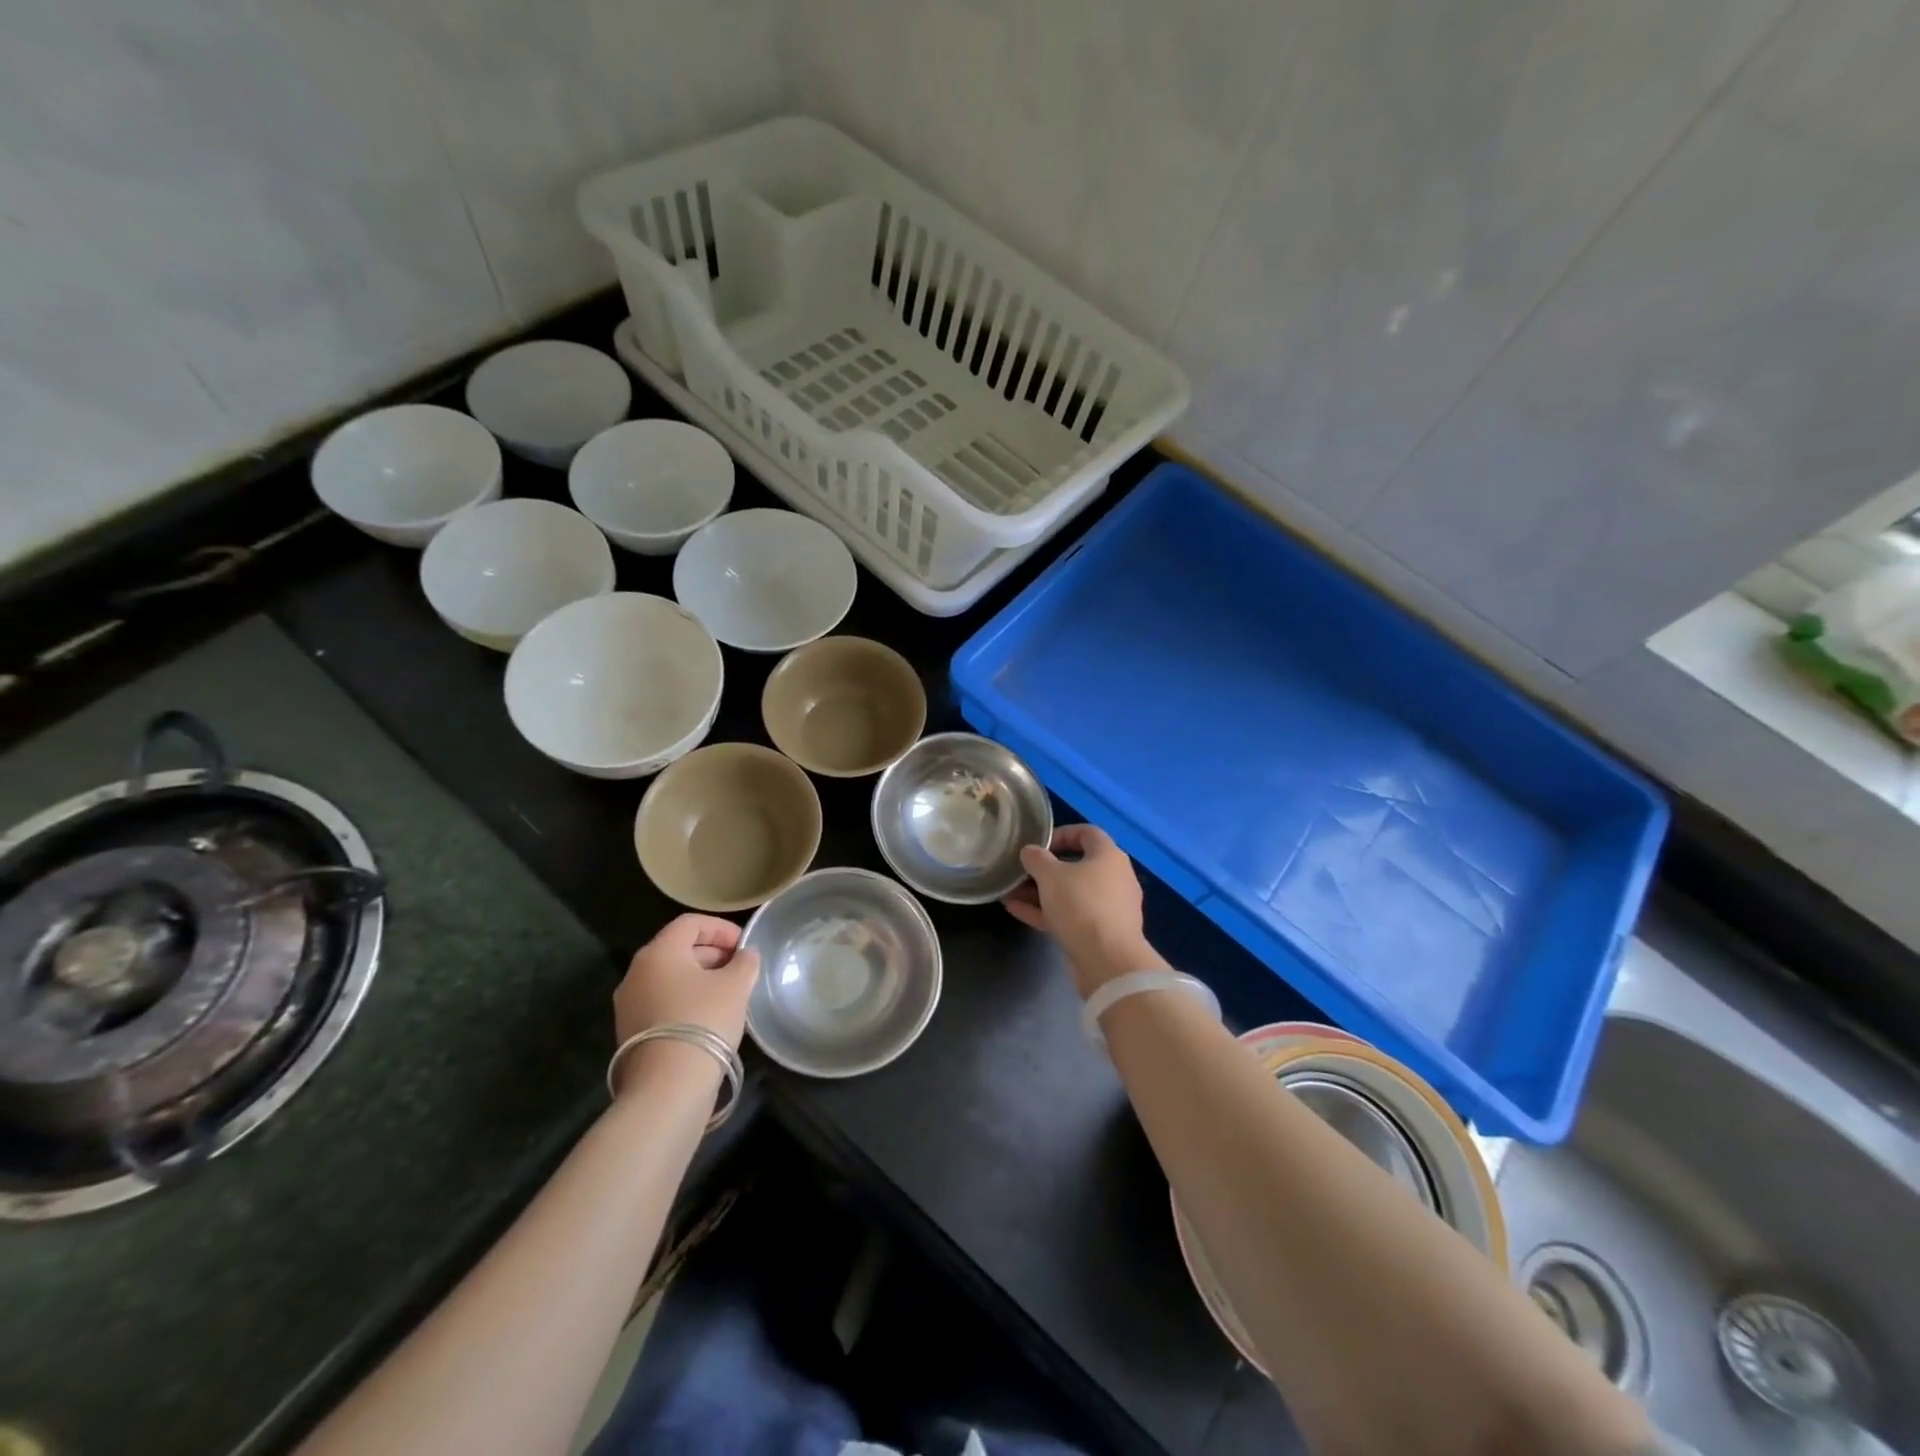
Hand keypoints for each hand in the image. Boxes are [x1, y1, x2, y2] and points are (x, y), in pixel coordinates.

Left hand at [613, 914, 760, 1054]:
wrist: (667, 1087)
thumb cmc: (704, 1021)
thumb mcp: (736, 985)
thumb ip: (745, 962)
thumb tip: (746, 955)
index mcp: (659, 952)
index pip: (690, 923)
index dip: (721, 928)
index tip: (744, 946)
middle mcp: (636, 973)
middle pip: (678, 949)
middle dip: (712, 954)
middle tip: (740, 969)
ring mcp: (629, 1004)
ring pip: (670, 978)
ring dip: (700, 979)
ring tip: (729, 995)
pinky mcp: (630, 1032)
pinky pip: (662, 1002)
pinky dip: (686, 1000)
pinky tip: (709, 1018)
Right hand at [1002, 824, 1150, 997]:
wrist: (1108, 962)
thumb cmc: (1081, 906)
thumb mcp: (1050, 876)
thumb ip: (1036, 859)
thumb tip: (1030, 851)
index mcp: (1109, 856)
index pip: (1087, 833)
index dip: (1061, 833)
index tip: (1038, 844)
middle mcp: (1114, 878)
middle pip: (1077, 865)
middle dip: (1045, 868)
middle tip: (1020, 871)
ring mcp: (1109, 908)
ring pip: (1071, 893)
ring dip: (1041, 892)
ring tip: (1010, 892)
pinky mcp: (1100, 933)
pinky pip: (1071, 915)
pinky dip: (1047, 911)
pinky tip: (1016, 910)